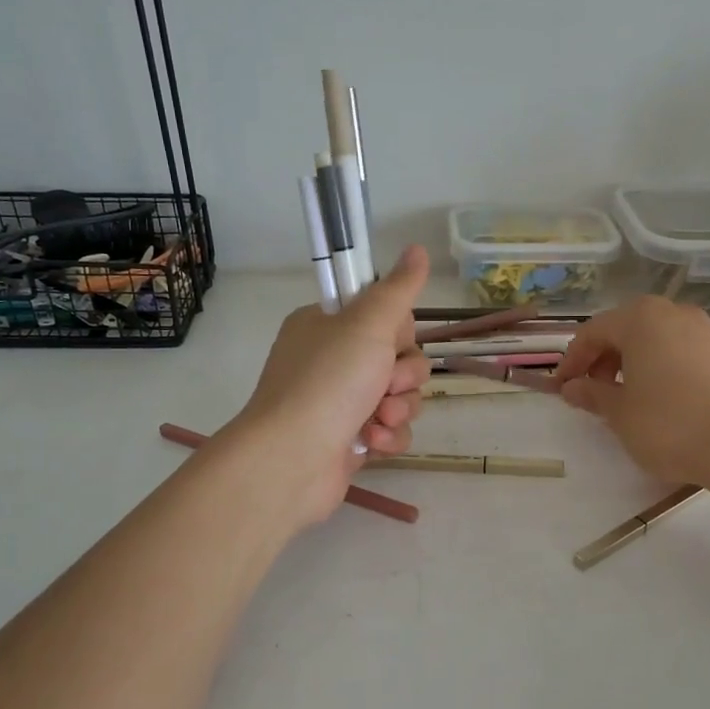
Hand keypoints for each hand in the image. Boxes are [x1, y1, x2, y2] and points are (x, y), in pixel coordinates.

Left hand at [228, 244, 432, 525]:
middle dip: (403, 376)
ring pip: (399, 396)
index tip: (390, 341)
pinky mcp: (349, 440)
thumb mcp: (367, 324)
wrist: (292, 460)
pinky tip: (371, 444)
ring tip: (377, 421)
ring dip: (398, 409)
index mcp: (327, 326)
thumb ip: (398, 288)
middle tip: (386, 386)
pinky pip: (390, 429)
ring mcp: (340, 403)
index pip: (383, 316)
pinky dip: (387, 437)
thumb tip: (418, 249)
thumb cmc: (328, 382)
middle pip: (399, 358)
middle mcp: (331, 361)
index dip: (398, 332)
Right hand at [551, 296, 709, 483]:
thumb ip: (592, 394)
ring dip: (632, 363)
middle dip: (602, 359)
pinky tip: (660, 401)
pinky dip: (660, 369)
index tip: (561, 388)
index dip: (572, 360)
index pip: (593, 331)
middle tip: (591, 392)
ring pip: (655, 340)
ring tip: (624, 398)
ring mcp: (705, 331)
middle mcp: (674, 313)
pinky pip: (680, 353)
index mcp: (641, 318)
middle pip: (625, 329)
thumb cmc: (669, 424)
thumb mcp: (620, 413)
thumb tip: (573, 387)